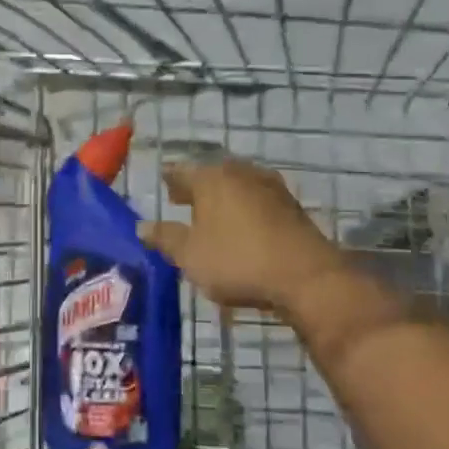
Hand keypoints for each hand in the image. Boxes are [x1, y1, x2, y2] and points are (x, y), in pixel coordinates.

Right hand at [138, 158, 345, 313]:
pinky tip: (242, 227)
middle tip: (183, 201)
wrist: (306, 277)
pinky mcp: (291, 206)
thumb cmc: (238, 261)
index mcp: (211, 178)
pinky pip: (258, 201)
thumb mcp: (190, 256)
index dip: (170, 180)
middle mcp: (240, 173)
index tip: (163, 186)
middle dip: (196, 188)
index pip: (181, 171)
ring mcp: (270, 187)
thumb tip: (141, 226)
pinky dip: (245, 209)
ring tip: (212, 216)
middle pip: (211, 175)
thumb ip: (165, 238)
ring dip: (223, 198)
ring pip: (237, 186)